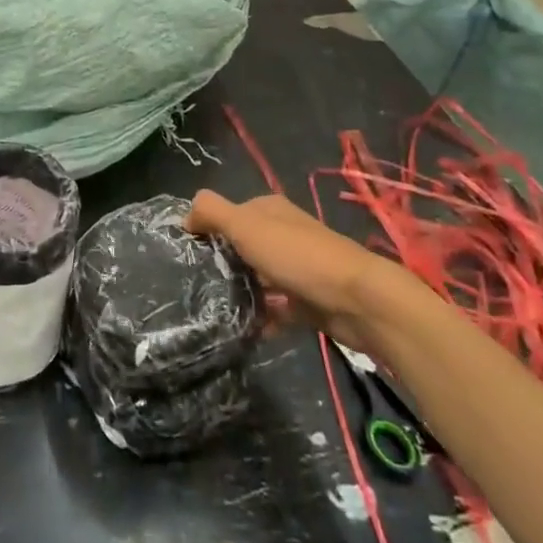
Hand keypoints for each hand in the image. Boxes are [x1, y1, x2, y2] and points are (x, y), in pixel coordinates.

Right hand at [186, 189, 418, 351]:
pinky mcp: (308, 301)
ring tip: (212, 311)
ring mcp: (298, 268)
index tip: (185, 255)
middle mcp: (283, 234)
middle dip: (222, 264)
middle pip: (242, 246)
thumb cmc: (295, 256)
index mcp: (268, 210)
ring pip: (258, 278)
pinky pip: (277, 308)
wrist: (358, 300)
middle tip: (195, 286)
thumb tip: (185, 215)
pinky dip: (262, 318)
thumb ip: (211, 212)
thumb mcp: (245, 225)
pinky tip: (243, 332)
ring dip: (241, 293)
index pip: (228, 214)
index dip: (206, 230)